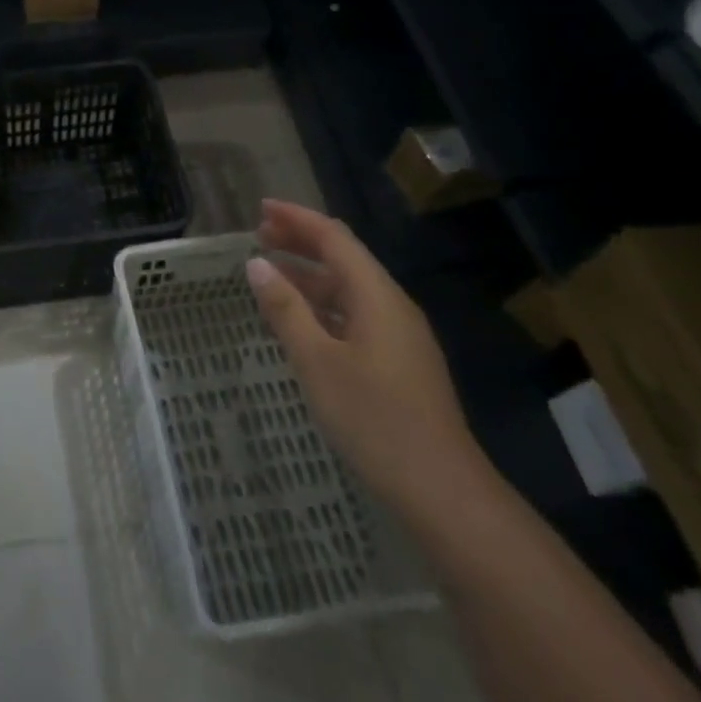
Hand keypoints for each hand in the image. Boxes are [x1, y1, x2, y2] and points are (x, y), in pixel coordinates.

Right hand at [247, 200, 486, 515]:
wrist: (443, 492)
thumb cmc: (375, 419)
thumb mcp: (317, 362)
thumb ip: (286, 309)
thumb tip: (257, 264)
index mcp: (377, 295)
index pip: (333, 238)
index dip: (296, 218)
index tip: (260, 209)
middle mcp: (392, 305)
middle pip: (343, 258)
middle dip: (301, 242)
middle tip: (259, 235)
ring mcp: (399, 336)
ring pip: (349, 288)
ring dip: (310, 275)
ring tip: (270, 274)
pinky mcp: (399, 363)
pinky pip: (354, 315)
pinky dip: (322, 305)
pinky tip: (300, 321)